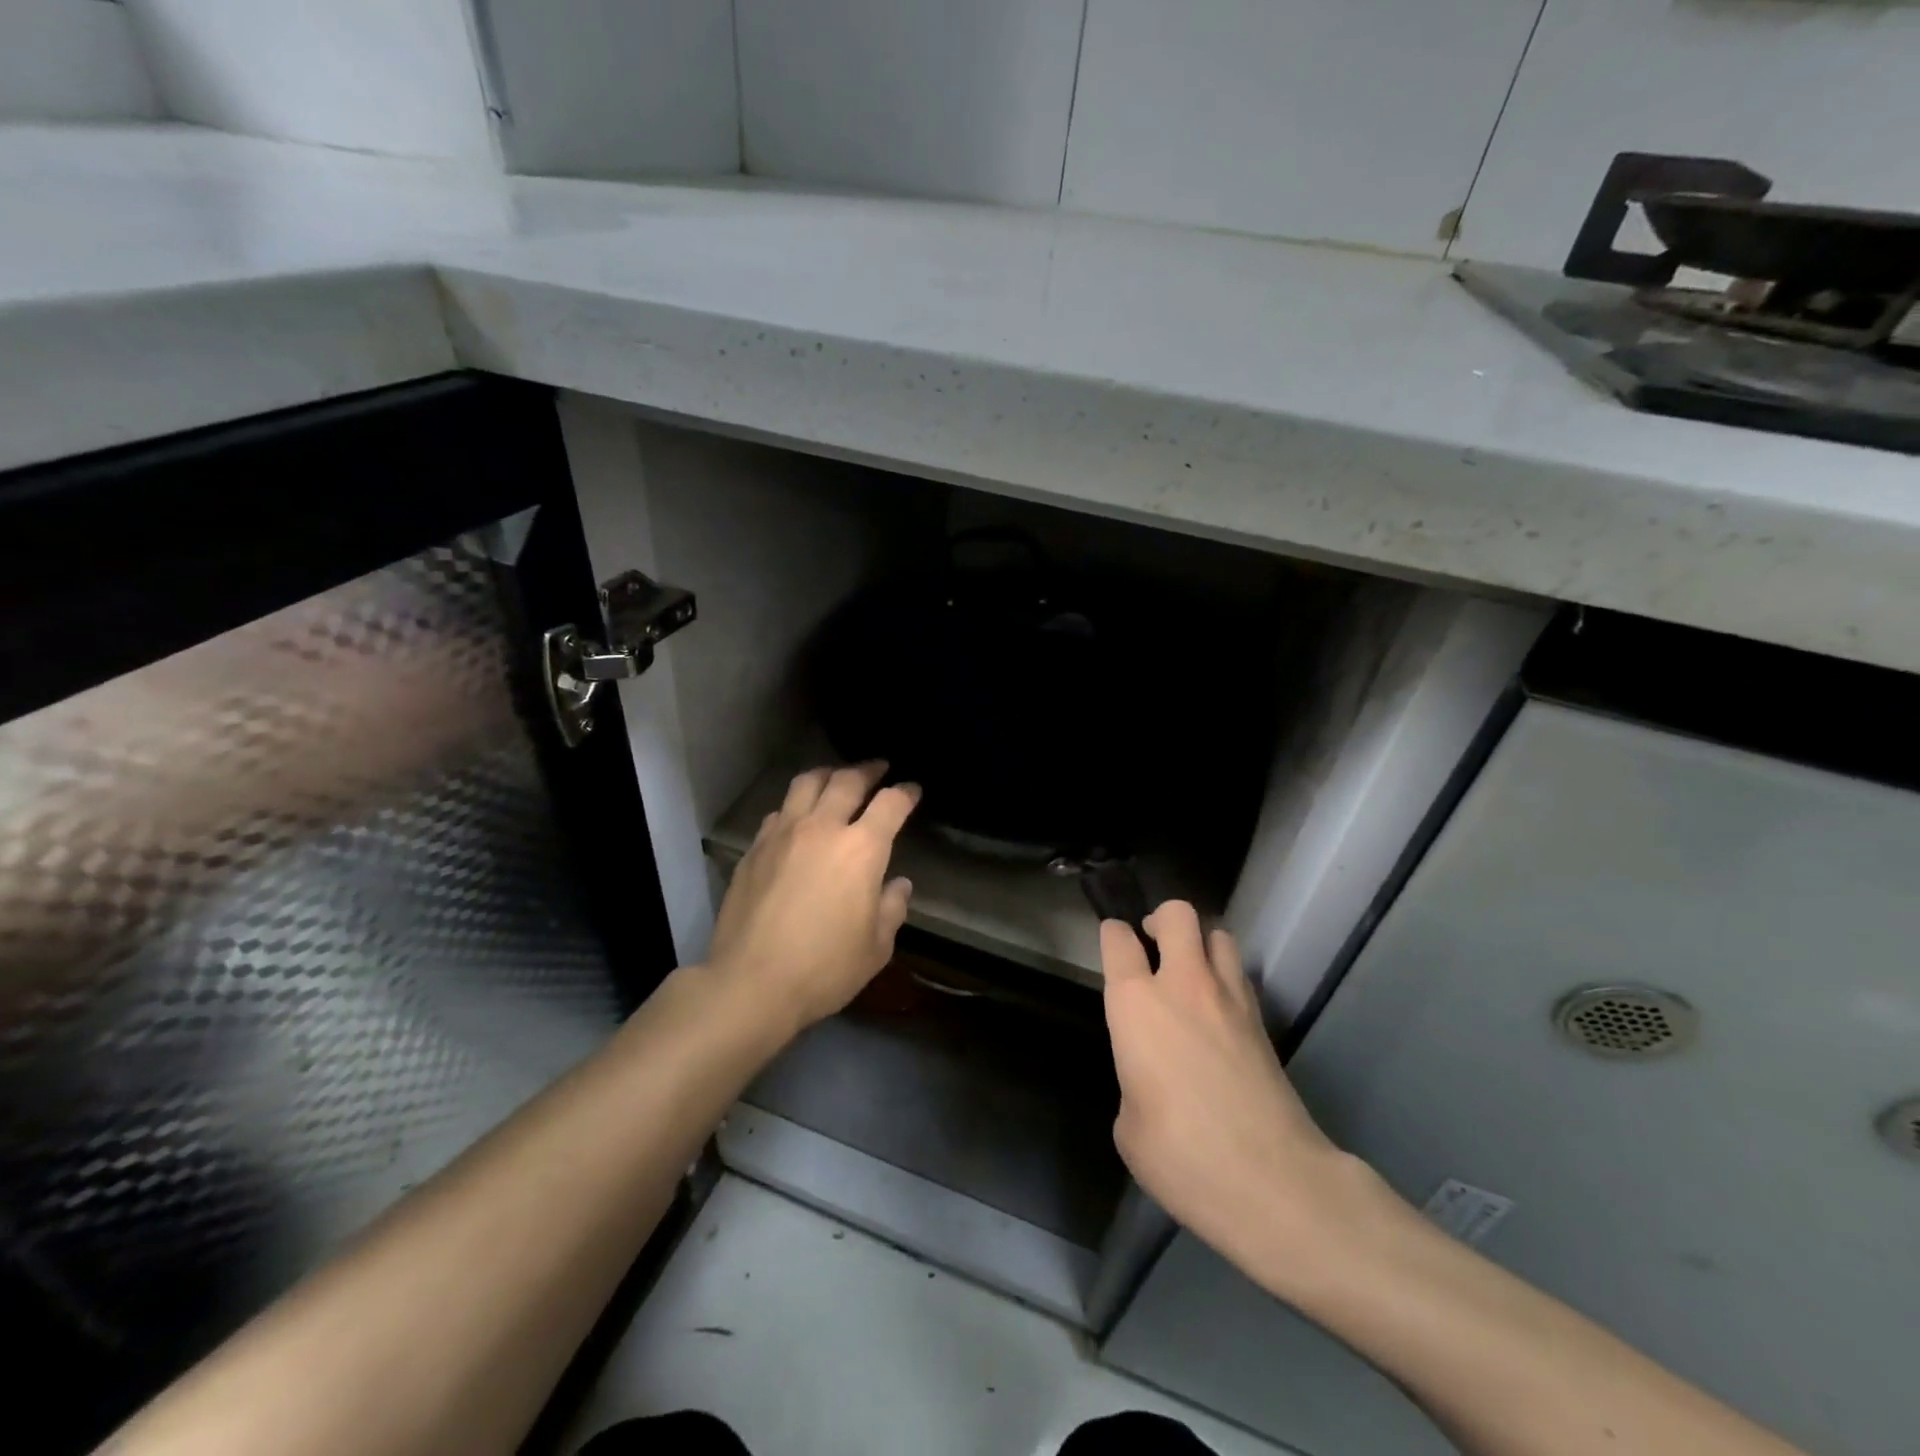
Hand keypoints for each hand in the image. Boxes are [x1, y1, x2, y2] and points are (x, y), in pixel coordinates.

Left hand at [705, 762, 918, 1032]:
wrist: (751, 983)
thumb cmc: (824, 968)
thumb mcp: (876, 947)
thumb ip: (892, 908)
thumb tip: (897, 884)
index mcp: (861, 849)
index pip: (891, 803)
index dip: (906, 792)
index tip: (913, 789)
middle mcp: (822, 829)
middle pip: (847, 780)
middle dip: (868, 770)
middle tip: (878, 768)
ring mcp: (783, 834)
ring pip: (806, 783)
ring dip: (828, 774)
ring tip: (836, 778)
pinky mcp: (754, 848)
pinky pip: (779, 811)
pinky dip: (796, 805)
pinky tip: (798, 818)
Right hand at [1102, 903, 1373, 1282]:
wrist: (1273, 1182)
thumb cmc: (1182, 1154)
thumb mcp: (1129, 1125)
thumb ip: (1134, 1080)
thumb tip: (1152, 1080)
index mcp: (1137, 1004)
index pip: (1118, 940)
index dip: (1112, 935)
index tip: (1112, 944)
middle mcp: (1184, 985)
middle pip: (1177, 914)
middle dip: (1161, 919)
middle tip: (1153, 944)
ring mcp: (1231, 999)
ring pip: (1218, 935)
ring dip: (1200, 943)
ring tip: (1190, 971)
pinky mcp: (1263, 1022)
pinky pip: (1240, 975)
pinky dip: (1225, 977)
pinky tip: (1217, 1010)